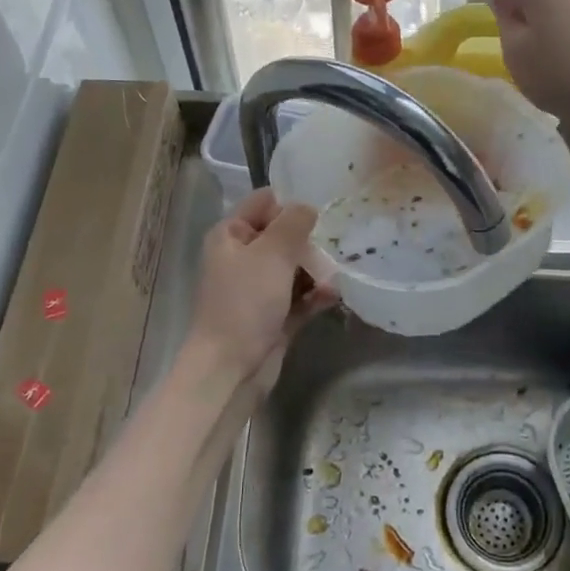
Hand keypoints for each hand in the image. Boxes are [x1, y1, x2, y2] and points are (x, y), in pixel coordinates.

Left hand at [184, 188, 337, 397]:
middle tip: (339, 242)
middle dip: (310, 240)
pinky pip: (299, 296)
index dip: (290, 203)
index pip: (263, 203)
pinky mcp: (273, 315)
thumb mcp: (272, 253)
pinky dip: (315, 295)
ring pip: (294, 267)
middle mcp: (242, 258)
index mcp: (231, 235)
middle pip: (283, 236)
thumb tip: (308, 207)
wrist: (231, 367)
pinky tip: (334, 296)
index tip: (323, 210)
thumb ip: (294, 224)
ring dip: (317, 269)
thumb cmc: (246, 302)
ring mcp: (258, 289)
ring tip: (339, 271)